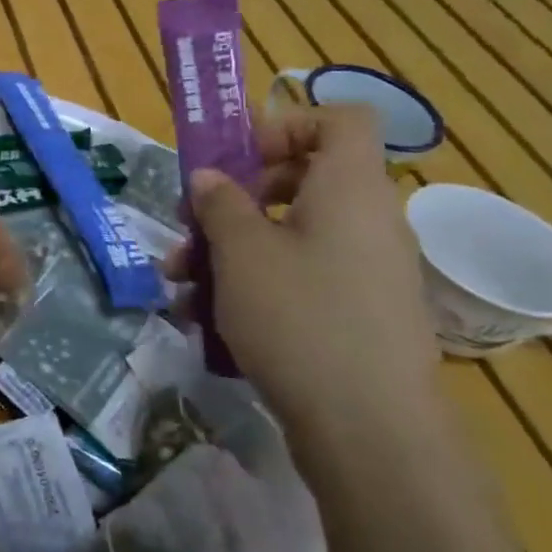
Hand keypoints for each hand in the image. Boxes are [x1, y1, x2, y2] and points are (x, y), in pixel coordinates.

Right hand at [170, 104, 441, 470]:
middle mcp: (368, 221)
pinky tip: (207, 319)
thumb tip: (210, 178)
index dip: (286, 125)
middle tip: (192, 224)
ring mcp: (367, 271)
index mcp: (350, 189)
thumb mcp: (241, 251)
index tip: (236, 160)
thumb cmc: (299, 317)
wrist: (370, 432)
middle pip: (300, 179)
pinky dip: (257, 285)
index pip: (340, 120)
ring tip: (180, 283)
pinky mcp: (359, 314)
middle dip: (235, 197)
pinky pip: (303, 276)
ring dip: (232, 248)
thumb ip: (220, 202)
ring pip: (290, 235)